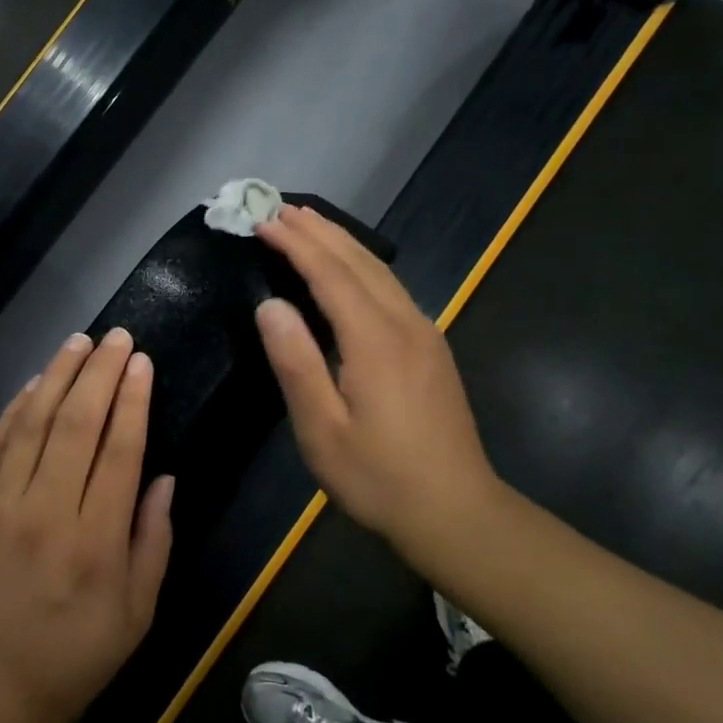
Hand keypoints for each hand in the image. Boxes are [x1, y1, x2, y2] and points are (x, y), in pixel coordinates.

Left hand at [0, 329, 174, 722]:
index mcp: (96, 541)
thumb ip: (153, 543)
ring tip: (77, 342)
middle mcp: (46, 512)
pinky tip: (32, 385)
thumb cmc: (65, 663)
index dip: (132, 399)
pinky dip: (14, 410)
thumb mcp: (133, 618)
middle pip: (77, 423)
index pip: (119, 449)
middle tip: (115, 336)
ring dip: (57, 377)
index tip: (140, 361)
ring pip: (32, 424)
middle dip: (100, 372)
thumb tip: (164, 478)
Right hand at [253, 204, 504, 561]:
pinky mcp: (432, 348)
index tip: (264, 221)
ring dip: (342, 243)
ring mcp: (425, 334)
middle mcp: (405, 324)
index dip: (296, 244)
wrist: (458, 513)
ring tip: (310, 225)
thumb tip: (270, 305)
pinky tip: (350, 269)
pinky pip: (392, 288)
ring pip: (381, 271)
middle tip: (282, 209)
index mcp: (375, 340)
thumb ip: (296, 362)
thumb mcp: (322, 429)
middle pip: (359, 261)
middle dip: (320, 231)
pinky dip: (362, 266)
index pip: (330, 274)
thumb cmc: (379, 477)